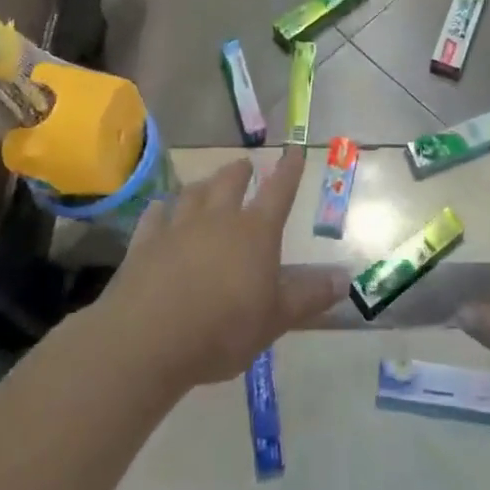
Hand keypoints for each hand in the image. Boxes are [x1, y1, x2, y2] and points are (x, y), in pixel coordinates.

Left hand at [103, 147, 349, 389]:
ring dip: (203, 185)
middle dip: (240, 171)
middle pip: (229, 182)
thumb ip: (309, 296)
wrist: (147, 339)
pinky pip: (155, 215)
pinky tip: (161, 209)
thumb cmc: (223, 329)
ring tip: (206, 184)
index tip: (294, 150)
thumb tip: (345, 277)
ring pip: (192, 193)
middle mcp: (217, 219)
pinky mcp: (144, 243)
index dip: (289, 171)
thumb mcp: (276, 319)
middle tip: (244, 165)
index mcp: (255, 233)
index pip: (279, 192)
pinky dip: (161, 209)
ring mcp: (177, 228)